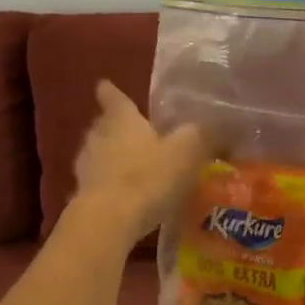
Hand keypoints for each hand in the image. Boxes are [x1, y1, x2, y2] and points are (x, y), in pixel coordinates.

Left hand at [71, 81, 210, 240]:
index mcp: (123, 120)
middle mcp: (99, 137)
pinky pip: (97, 183)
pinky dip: (108, 185)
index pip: (115, 98)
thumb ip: (201, 135)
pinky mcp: (83, 195)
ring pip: (97, 153)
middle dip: (113, 126)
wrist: (108, 220)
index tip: (104, 84)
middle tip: (130, 130)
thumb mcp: (187, 151)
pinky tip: (124, 196)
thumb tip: (221, 123)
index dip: (111, 92)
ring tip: (130, 164)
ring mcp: (86, 167)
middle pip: (102, 125)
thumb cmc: (149, 176)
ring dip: (110, 157)